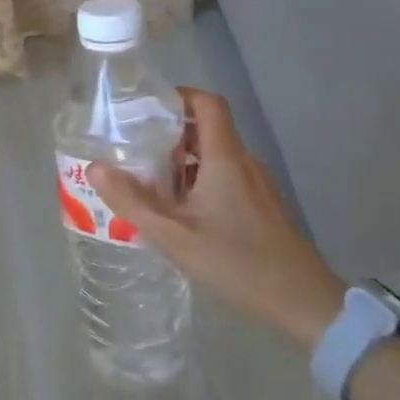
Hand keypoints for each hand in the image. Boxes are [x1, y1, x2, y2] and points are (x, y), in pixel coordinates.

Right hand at [89, 88, 345, 352]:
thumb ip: (132, 201)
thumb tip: (95, 167)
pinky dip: (198, 180)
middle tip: (133, 149)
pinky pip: (225, 177)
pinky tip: (179, 212)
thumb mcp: (174, 236)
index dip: (178, 96)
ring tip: (148, 182)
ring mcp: (257, 185)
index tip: (145, 108)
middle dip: (169, 133)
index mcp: (225, 158)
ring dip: (181, 161)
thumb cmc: (237, 264)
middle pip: (207, 128)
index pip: (207, 103)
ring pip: (215, 156)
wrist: (304, 303)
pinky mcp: (262, 206)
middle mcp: (244, 162)